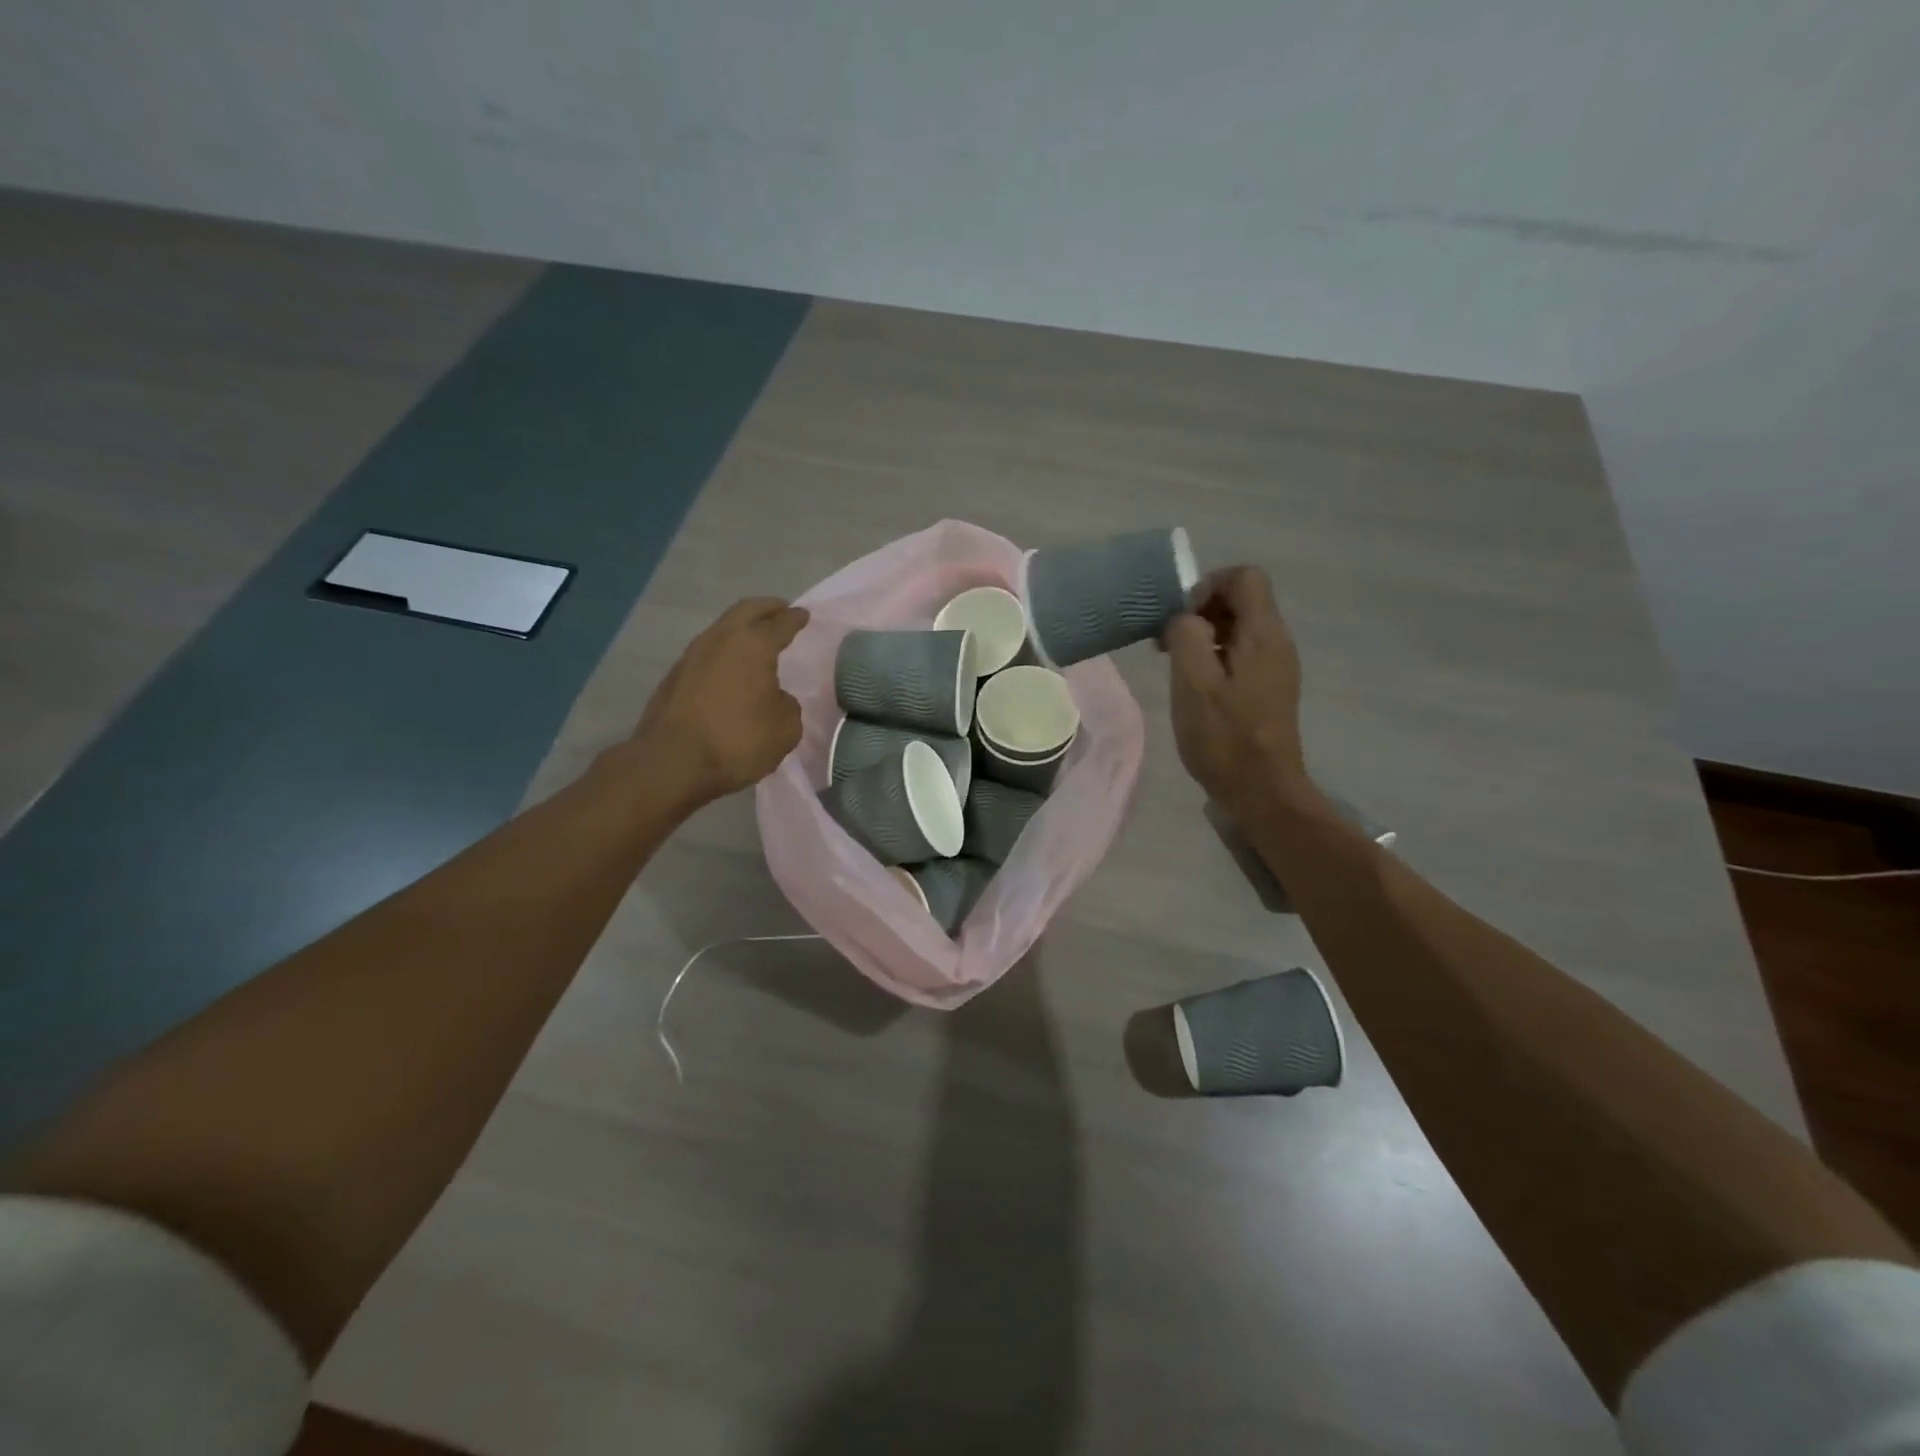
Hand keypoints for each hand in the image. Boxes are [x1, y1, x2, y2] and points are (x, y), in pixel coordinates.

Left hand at [634, 597, 808, 808]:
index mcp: (753, 645)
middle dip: (766, 608)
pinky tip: (730, 670)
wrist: (672, 762)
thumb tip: (775, 698)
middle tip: (781, 610)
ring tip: (755, 641)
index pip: (780, 623)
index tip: (803, 614)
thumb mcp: (785, 729)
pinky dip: (723, 654)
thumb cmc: (738, 740)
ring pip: (721, 630)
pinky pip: (706, 654)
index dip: (795, 618)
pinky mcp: (673, 677)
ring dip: (740, 630)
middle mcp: (720, 640)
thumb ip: (787, 705)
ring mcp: (691, 656)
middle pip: (746, 611)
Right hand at [1163, 567, 1310, 817]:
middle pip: (1241, 599)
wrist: (1261, 791)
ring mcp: (1275, 667)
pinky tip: (1194, 686)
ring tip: (1175, 666)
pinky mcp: (1267, 688)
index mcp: (1263, 634)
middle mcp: (1276, 642)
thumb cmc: (1225, 737)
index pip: (1243, 576)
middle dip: (1200, 611)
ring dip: (1203, 636)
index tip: (1182, 621)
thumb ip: (1186, 637)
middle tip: (1168, 645)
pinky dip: (1213, 656)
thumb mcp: (1194, 683)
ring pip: (1237, 628)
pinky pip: (1240, 653)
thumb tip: (1184, 619)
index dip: (1207, 586)